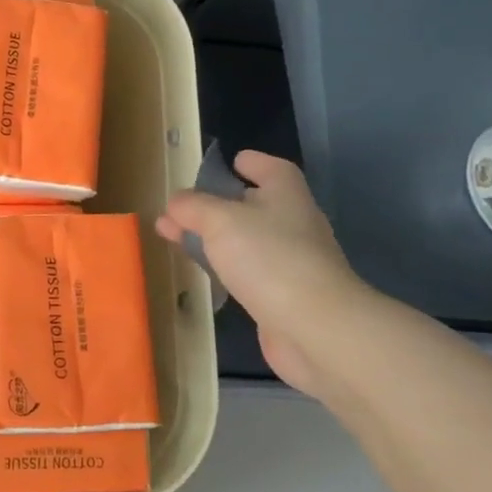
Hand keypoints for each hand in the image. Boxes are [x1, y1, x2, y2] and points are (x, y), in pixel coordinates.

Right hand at [156, 152, 370, 397]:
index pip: (271, 168)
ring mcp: (292, 262)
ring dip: (215, 238)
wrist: (316, 329)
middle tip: (180, 209)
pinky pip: (249, 272)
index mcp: (286, 194)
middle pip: (254, 205)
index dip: (250, 162)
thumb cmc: (269, 258)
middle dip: (216, 204)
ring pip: (247, 240)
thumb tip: (175, 203)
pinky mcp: (284, 296)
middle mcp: (293, 223)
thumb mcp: (219, 220)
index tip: (227, 163)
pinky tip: (204, 274)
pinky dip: (226, 268)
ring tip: (177, 239)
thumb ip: (192, 207)